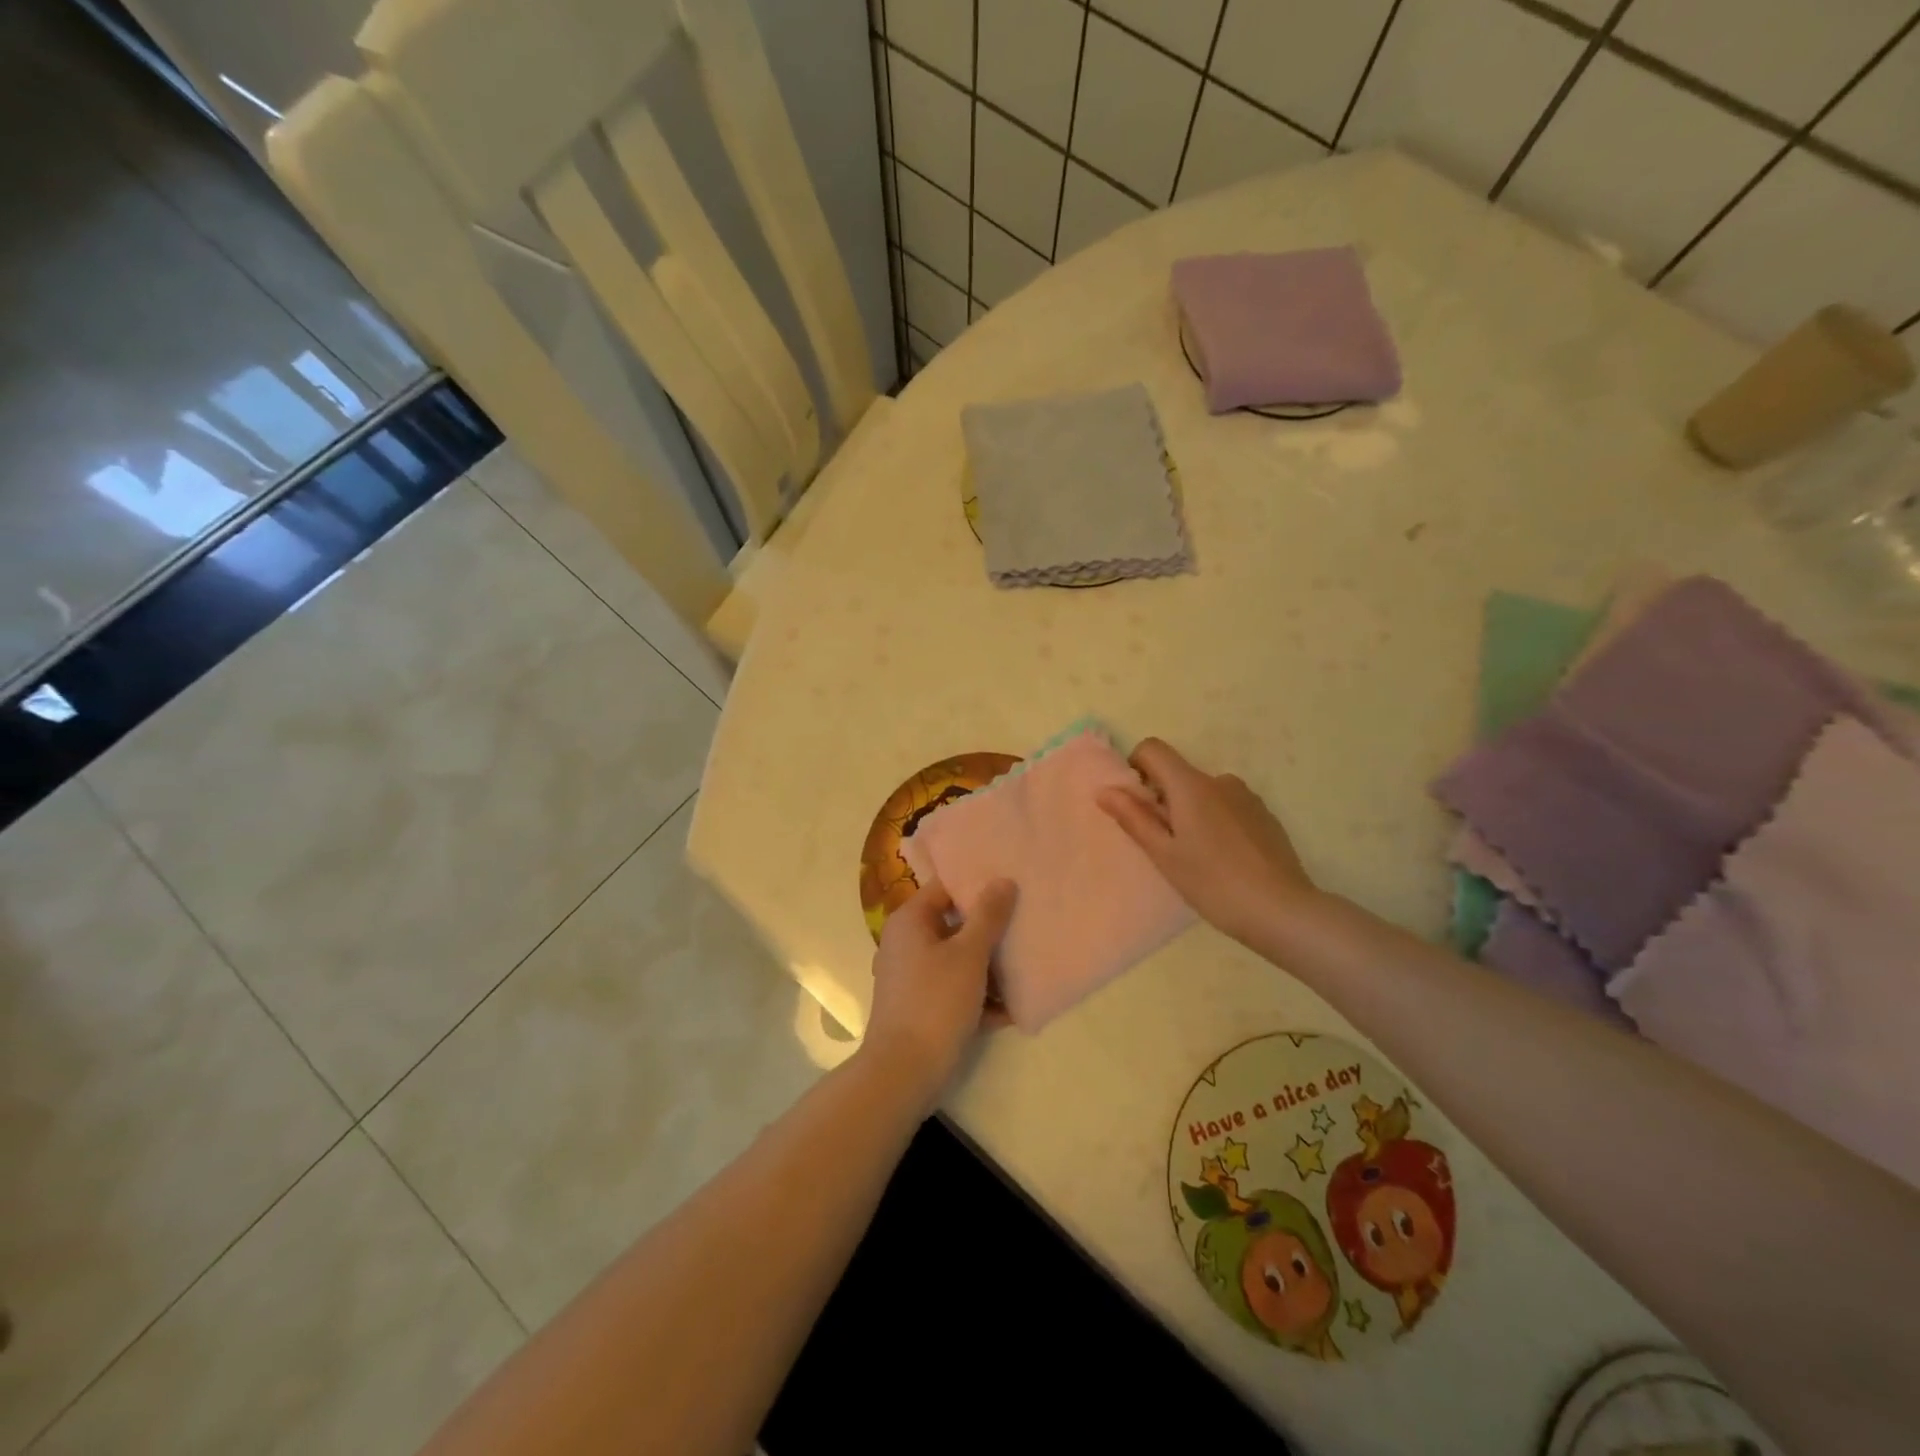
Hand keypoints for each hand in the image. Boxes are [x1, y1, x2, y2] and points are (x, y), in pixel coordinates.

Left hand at [861, 877, 1017, 1111]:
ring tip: (1026, 964)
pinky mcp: (920, 1007)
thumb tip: (1002, 880)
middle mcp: (906, 943)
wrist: (903, 1073)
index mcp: (910, 921)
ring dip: (988, 965)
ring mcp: (911, 977)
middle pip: (953, 924)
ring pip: (957, 959)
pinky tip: (1011, 1009)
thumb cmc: (935, 1002)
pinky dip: (978, 996)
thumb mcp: (969, 955)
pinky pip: (954, 989)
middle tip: (1025, 922)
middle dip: (989, 928)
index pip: (945, 887)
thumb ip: (988, 916)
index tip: (1011, 884)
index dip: (978, 884)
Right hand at [1097, 738, 1320, 948]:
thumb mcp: (1164, 855)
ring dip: (1192, 813)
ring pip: (1204, 793)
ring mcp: (1247, 797)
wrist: (1282, 910)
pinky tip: (1225, 860)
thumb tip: (1104, 790)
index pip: (1153, 749)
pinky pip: (1228, 807)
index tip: (1138, 805)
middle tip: (1166, 845)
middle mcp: (1220, 781)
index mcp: (1191, 786)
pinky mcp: (1265, 816)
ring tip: (1198, 857)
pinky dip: (1217, 823)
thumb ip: (1133, 818)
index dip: (1136, 768)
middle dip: (1164, 800)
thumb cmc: (1213, 883)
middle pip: (1178, 774)